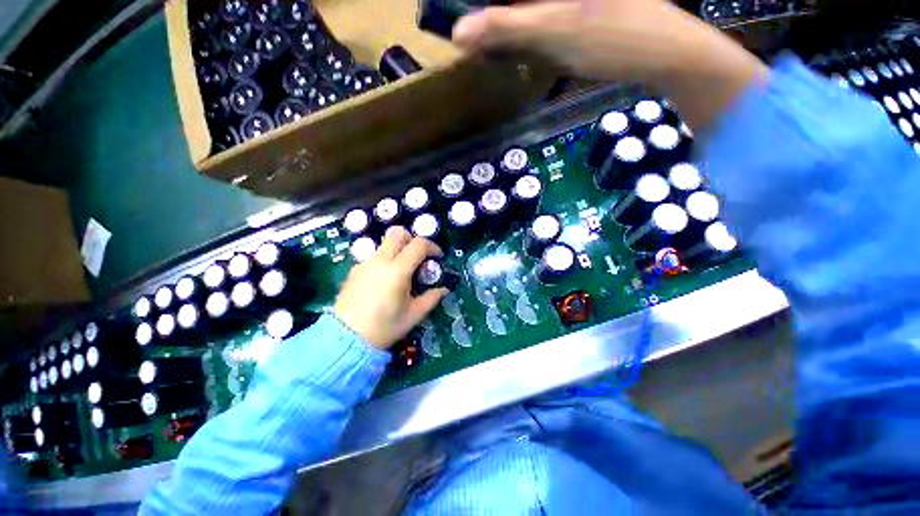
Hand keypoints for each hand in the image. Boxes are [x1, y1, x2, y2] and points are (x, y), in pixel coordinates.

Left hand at [334, 227, 448, 349]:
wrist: (345, 339)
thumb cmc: (384, 327)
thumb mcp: (414, 315)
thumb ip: (432, 298)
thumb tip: (444, 290)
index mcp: (397, 271)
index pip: (418, 244)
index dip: (432, 247)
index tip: (438, 257)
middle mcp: (380, 261)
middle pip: (397, 233)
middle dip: (412, 239)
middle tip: (418, 256)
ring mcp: (365, 264)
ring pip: (384, 244)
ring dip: (398, 250)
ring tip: (402, 271)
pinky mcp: (354, 270)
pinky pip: (374, 256)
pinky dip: (385, 260)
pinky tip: (385, 281)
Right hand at [452, 0, 767, 128]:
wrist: (665, 52)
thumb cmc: (612, 36)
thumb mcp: (551, 30)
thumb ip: (503, 26)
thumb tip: (457, 32)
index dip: (487, 10)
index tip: (470, 34)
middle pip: (517, 0)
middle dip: (497, 16)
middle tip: (478, 40)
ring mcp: (574, 2)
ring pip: (531, 7)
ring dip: (510, 21)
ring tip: (493, 43)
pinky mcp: (583, 9)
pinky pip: (545, 12)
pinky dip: (530, 26)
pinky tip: (524, 43)